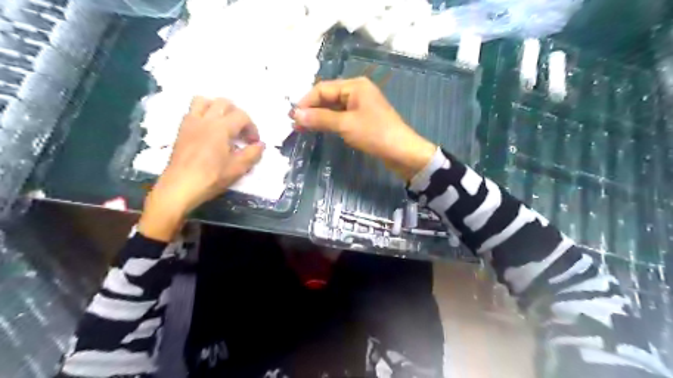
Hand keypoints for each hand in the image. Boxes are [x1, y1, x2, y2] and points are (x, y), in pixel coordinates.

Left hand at [141, 96, 265, 240]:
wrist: (180, 187)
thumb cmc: (211, 177)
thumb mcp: (238, 168)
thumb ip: (252, 154)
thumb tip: (260, 145)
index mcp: (221, 127)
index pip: (242, 116)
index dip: (252, 127)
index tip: (254, 142)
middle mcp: (205, 119)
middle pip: (224, 102)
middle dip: (237, 114)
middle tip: (241, 131)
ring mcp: (191, 123)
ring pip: (204, 101)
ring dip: (217, 108)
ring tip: (223, 124)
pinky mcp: (181, 130)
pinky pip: (192, 111)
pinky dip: (203, 114)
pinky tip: (208, 130)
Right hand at [291, 76, 436, 179]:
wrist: (402, 152)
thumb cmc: (375, 134)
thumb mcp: (345, 124)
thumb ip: (320, 118)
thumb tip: (295, 114)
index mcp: (354, 85)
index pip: (322, 88)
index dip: (306, 102)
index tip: (292, 117)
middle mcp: (357, 91)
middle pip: (328, 96)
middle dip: (311, 110)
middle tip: (296, 125)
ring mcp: (361, 105)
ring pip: (334, 107)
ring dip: (319, 117)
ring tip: (303, 129)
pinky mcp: (363, 119)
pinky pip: (341, 116)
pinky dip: (330, 122)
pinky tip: (320, 129)